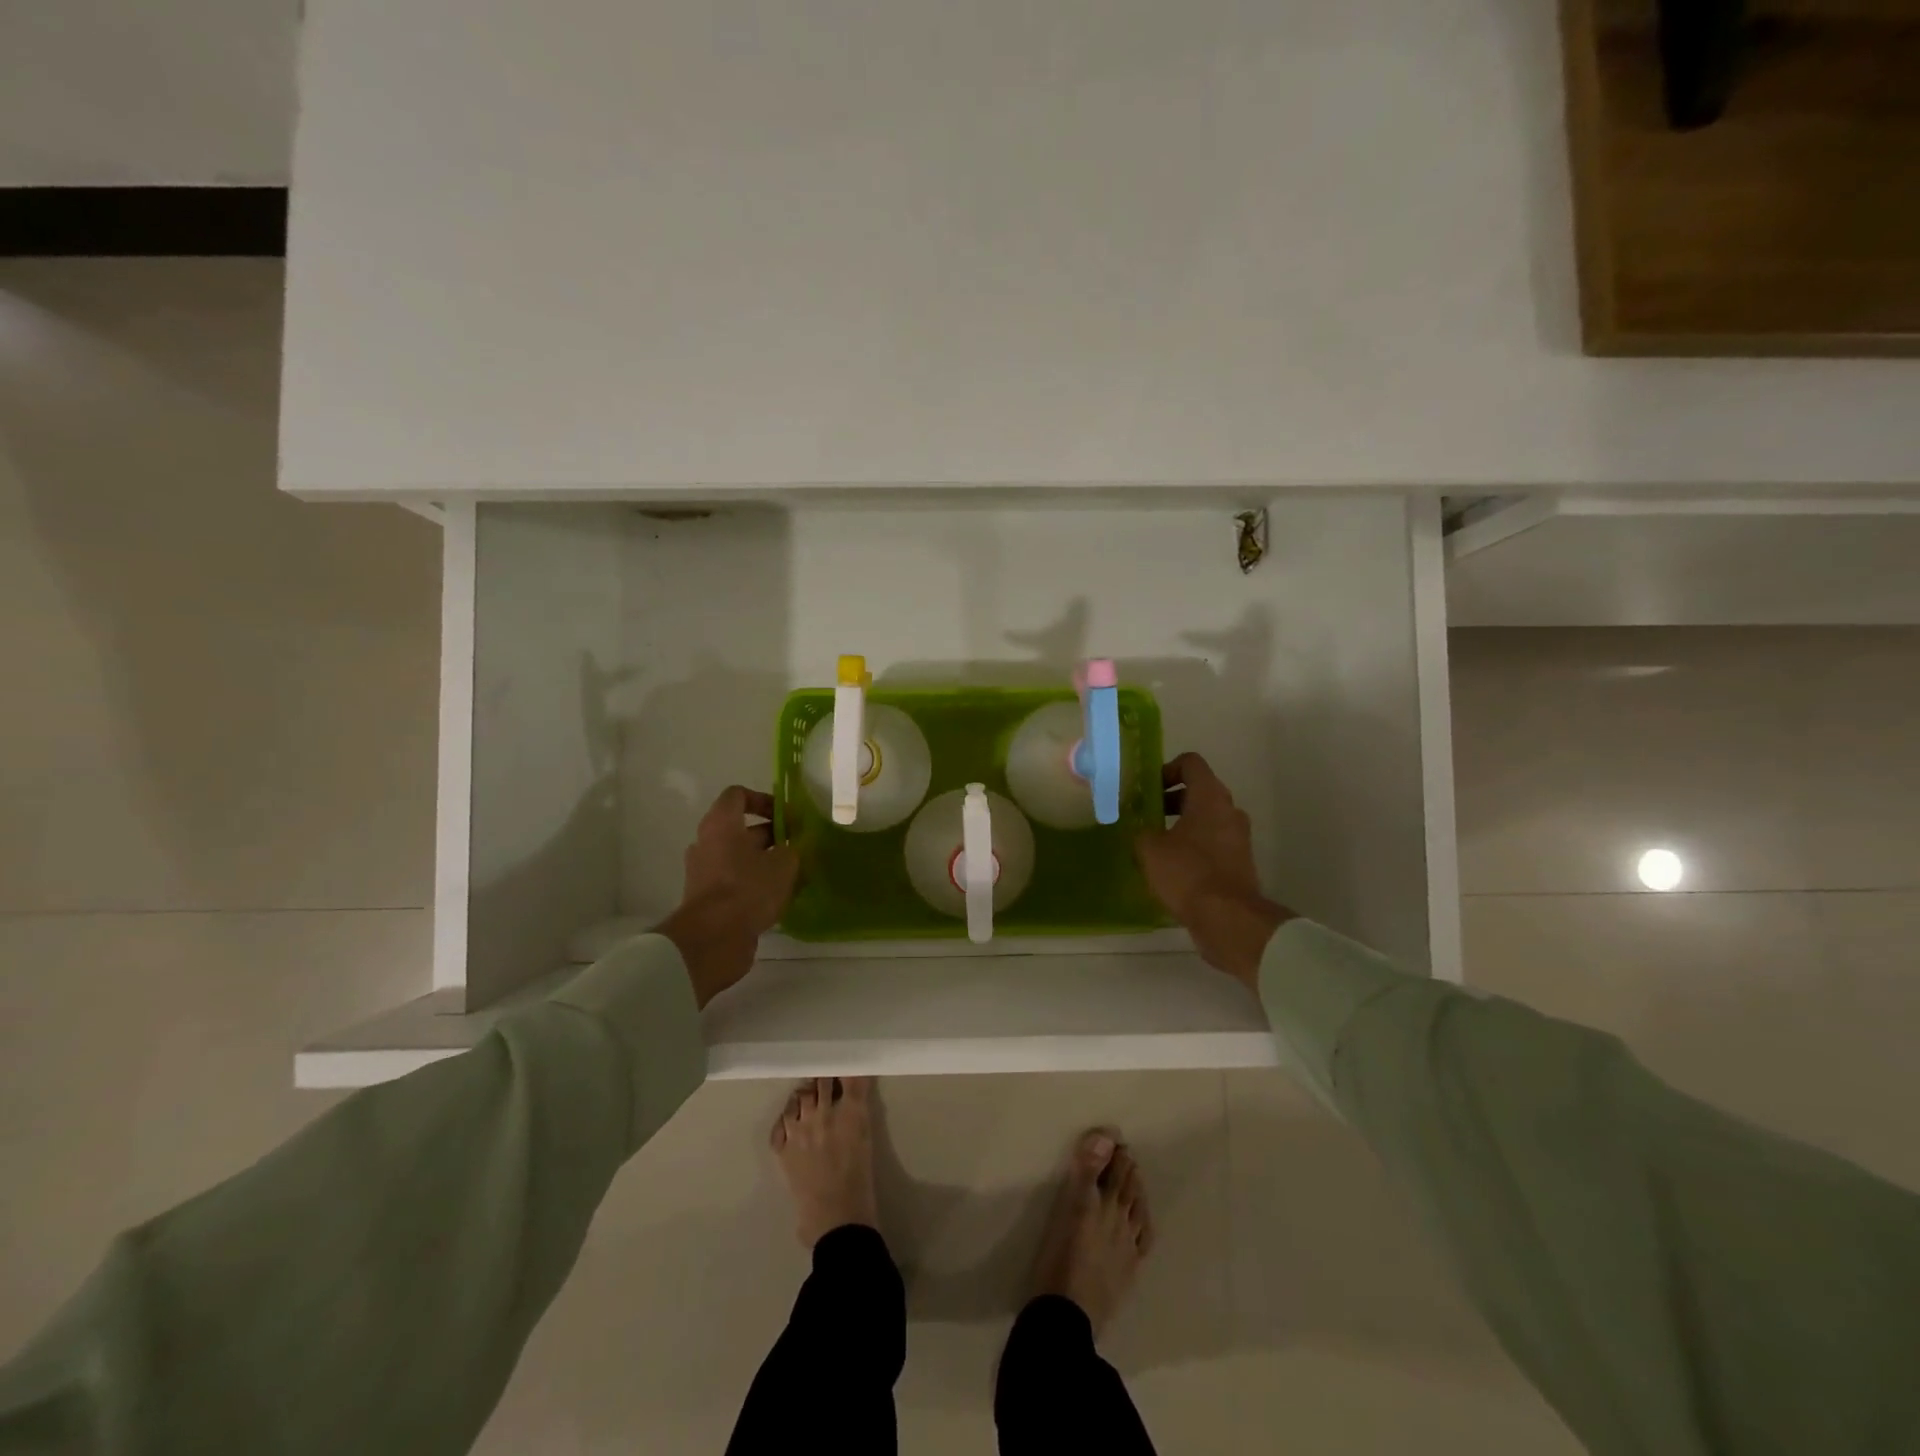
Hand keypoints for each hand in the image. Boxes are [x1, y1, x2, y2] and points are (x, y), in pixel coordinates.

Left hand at [658, 787, 799, 1007]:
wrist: (713, 939)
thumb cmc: (749, 889)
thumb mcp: (785, 864)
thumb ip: (793, 849)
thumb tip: (794, 847)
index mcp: (721, 824)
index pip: (738, 795)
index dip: (764, 800)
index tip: (786, 817)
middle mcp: (707, 842)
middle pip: (740, 829)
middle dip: (771, 835)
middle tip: (797, 848)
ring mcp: (703, 871)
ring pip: (738, 857)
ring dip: (764, 861)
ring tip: (792, 875)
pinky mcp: (706, 897)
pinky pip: (733, 880)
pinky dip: (753, 883)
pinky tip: (777, 898)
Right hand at [1135, 753, 1292, 988]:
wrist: (1228, 918)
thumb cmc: (1187, 873)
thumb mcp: (1150, 849)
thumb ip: (1141, 831)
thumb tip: (1141, 830)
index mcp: (1210, 797)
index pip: (1191, 763)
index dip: (1166, 769)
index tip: (1148, 789)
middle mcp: (1229, 810)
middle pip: (1199, 790)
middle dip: (1171, 800)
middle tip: (1146, 816)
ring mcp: (1239, 837)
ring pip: (1207, 818)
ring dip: (1182, 824)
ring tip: (1156, 844)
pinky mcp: (1240, 862)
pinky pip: (1214, 842)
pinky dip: (1194, 846)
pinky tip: (1173, 867)